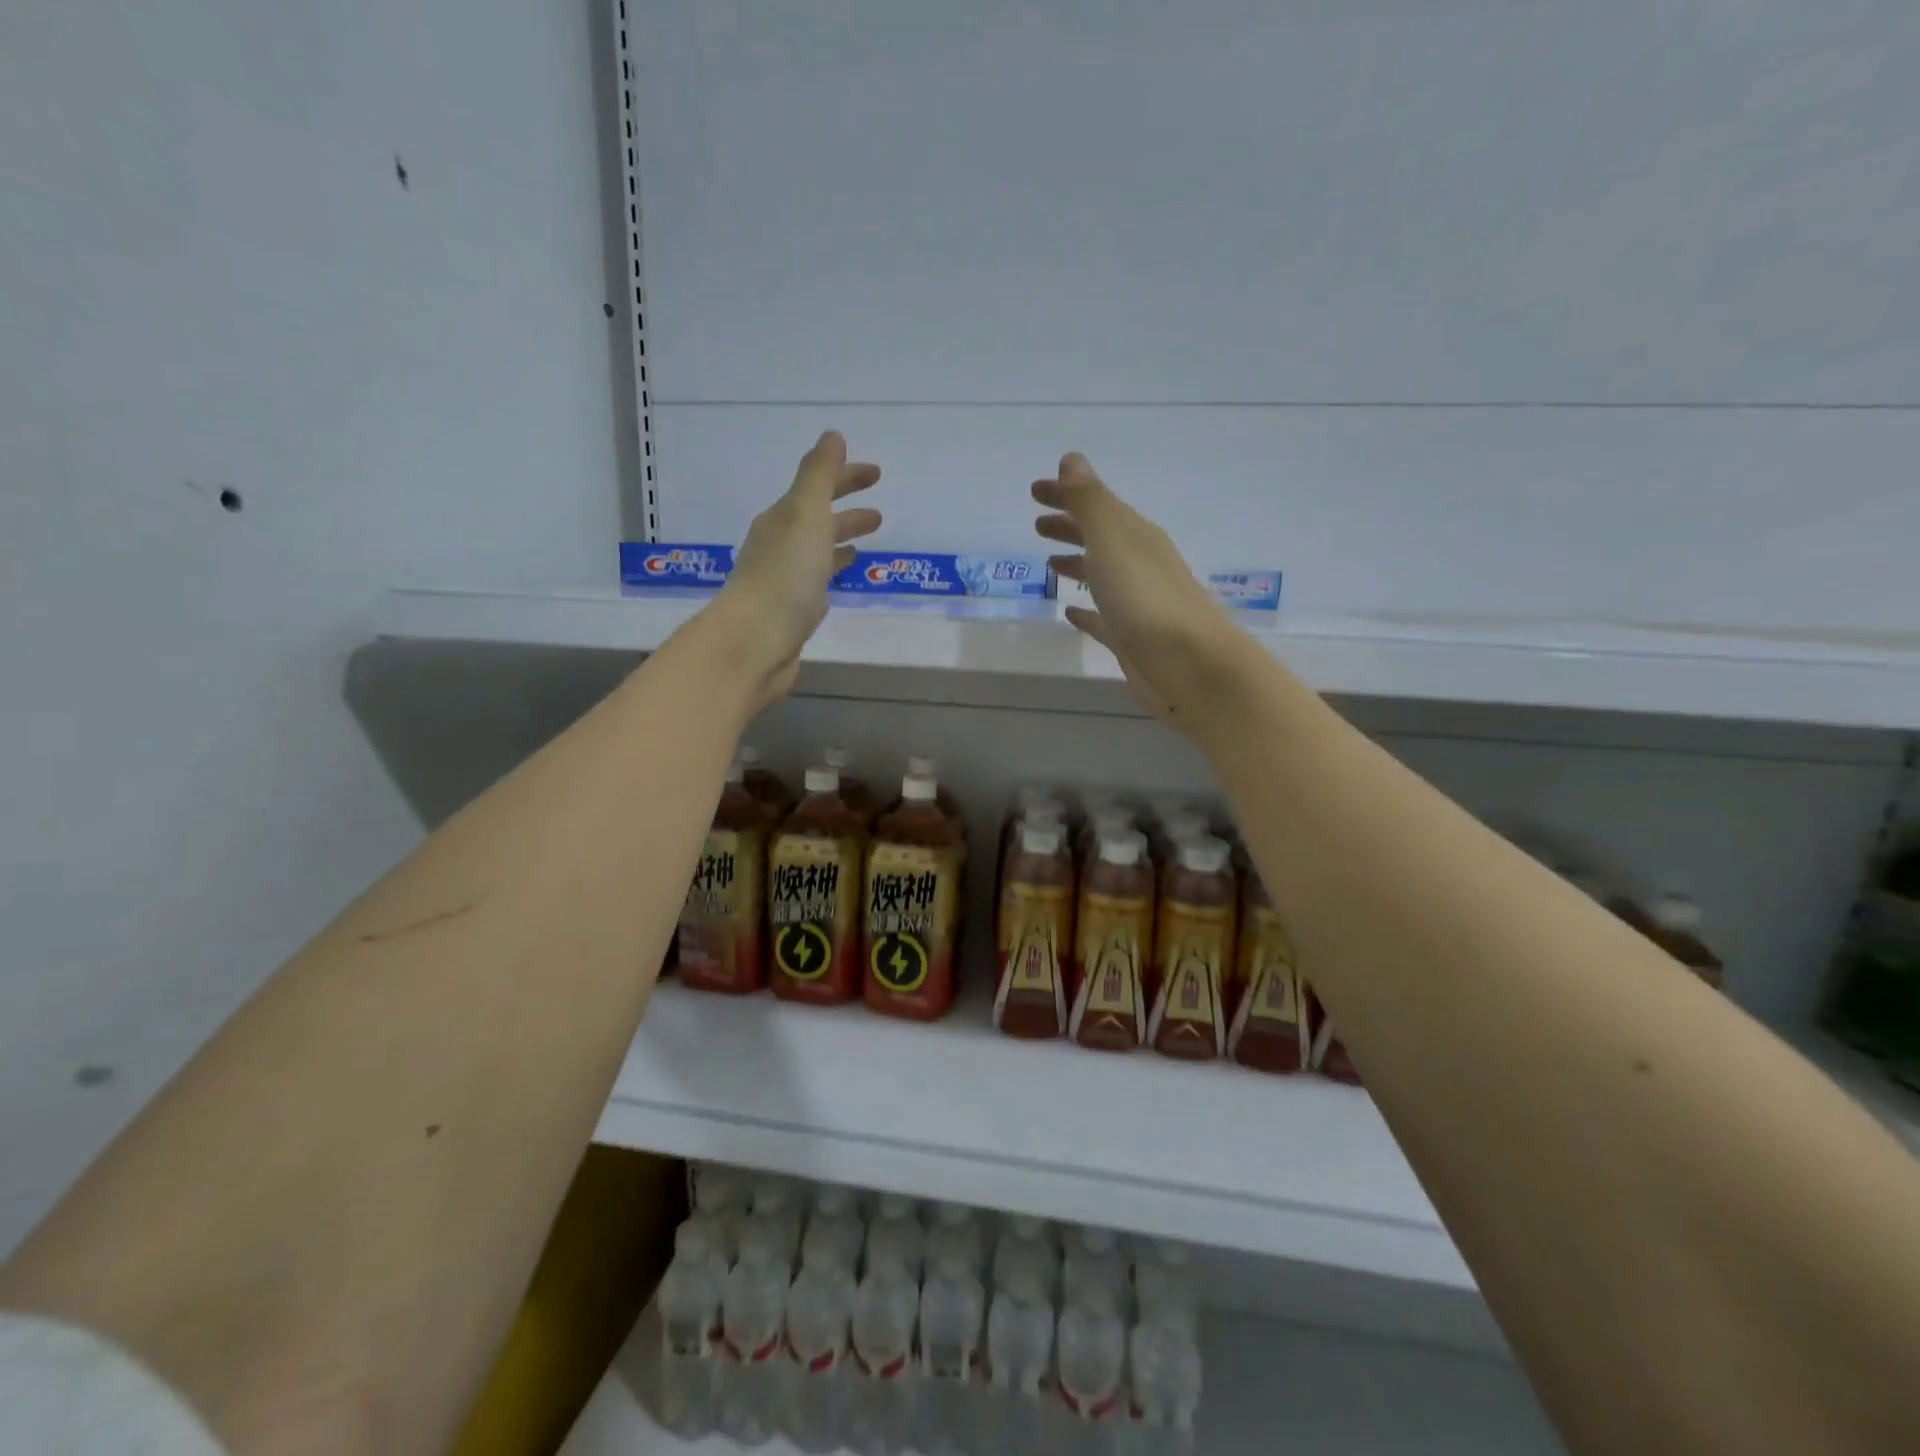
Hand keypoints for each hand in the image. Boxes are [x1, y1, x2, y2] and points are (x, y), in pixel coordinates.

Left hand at [701, 430, 881, 708]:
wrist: (755, 643)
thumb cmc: (784, 576)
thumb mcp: (805, 514)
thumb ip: (819, 475)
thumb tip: (832, 436)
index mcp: (783, 518)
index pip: (817, 487)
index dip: (846, 476)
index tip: (877, 474)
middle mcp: (780, 543)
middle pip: (817, 518)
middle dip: (846, 509)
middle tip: (879, 513)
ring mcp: (785, 578)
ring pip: (818, 549)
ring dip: (841, 538)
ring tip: (869, 541)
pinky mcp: (792, 609)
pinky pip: (817, 578)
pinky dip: (833, 568)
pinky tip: (844, 575)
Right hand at [1034, 453, 1244, 727]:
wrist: (1191, 665)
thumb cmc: (1147, 599)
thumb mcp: (1113, 541)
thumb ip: (1090, 502)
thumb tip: (1071, 460)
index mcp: (1134, 536)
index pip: (1095, 504)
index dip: (1066, 494)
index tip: (1034, 491)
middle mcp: (1138, 564)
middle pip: (1099, 537)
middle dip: (1070, 526)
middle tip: (1037, 524)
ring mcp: (1136, 603)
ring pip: (1101, 575)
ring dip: (1077, 563)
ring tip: (1050, 562)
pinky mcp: (1131, 638)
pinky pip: (1102, 617)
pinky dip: (1086, 611)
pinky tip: (1071, 612)